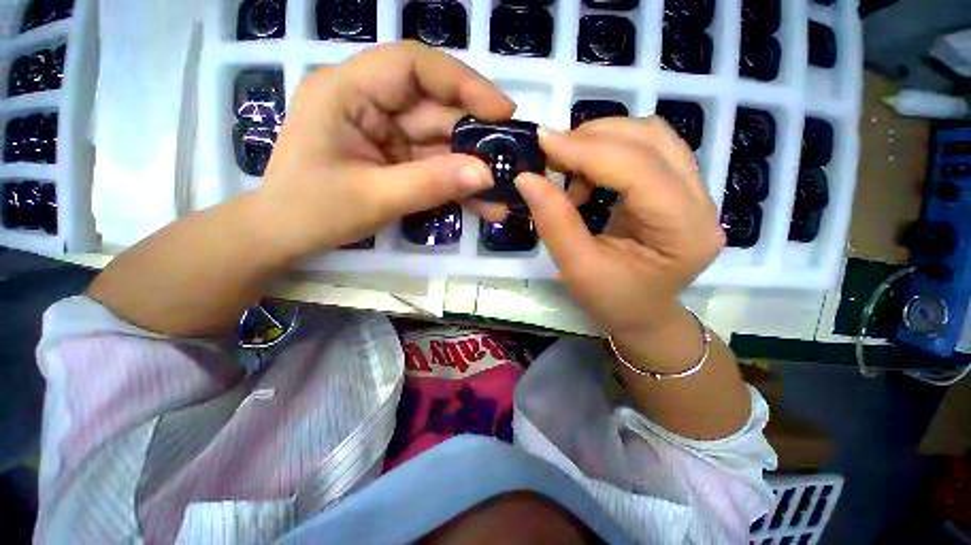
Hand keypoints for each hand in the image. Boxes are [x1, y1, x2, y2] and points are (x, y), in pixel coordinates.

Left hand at [255, 41, 514, 254]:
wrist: (286, 237)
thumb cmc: (311, 212)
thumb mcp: (372, 198)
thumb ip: (429, 184)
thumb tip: (485, 174)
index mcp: (348, 91)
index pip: (414, 66)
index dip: (463, 83)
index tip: (502, 112)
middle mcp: (371, 104)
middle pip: (435, 110)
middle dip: (475, 138)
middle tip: (512, 161)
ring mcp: (387, 135)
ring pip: (441, 143)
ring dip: (472, 169)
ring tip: (504, 191)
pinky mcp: (397, 161)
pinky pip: (435, 167)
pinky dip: (458, 185)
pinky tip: (483, 204)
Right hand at [515, 117, 724, 341]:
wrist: (643, 314)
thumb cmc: (613, 301)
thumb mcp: (578, 269)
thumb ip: (554, 222)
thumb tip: (526, 178)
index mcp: (683, 231)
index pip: (639, 170)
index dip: (587, 150)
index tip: (543, 142)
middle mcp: (701, 202)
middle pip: (651, 140)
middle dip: (594, 138)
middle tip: (552, 156)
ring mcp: (695, 190)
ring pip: (651, 136)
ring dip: (602, 140)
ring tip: (569, 168)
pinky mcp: (679, 187)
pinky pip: (646, 149)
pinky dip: (609, 150)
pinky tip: (587, 176)